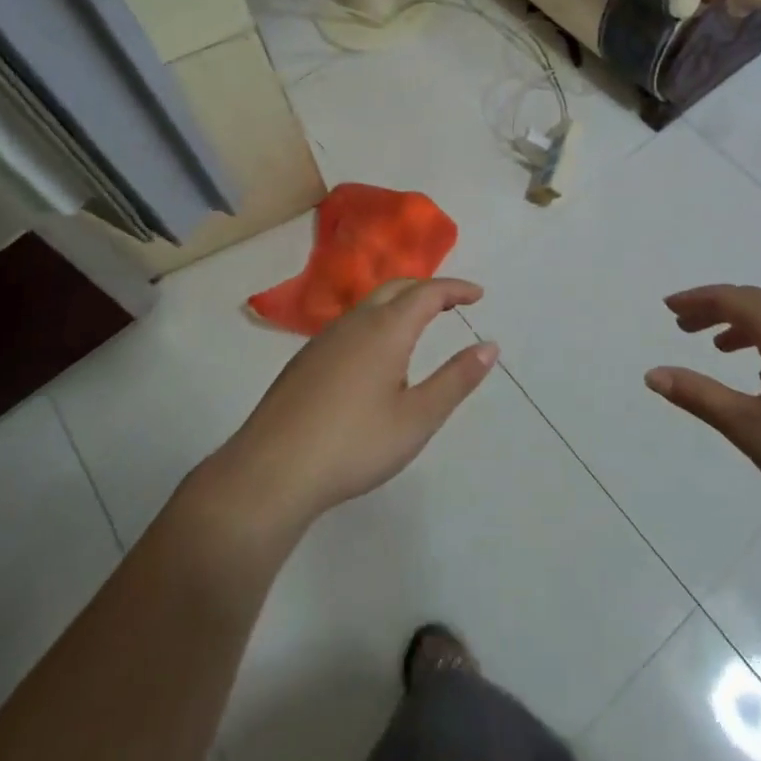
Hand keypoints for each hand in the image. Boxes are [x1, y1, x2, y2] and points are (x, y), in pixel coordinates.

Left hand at [202, 279, 497, 531]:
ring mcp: (324, 340)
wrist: (270, 472)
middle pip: (397, 288)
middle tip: (452, 303)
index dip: (456, 289)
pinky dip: (377, 320)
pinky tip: (376, 354)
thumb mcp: (417, 418)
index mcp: (386, 329)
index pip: (428, 293)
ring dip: (400, 303)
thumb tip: (490, 346)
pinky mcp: (305, 360)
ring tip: (419, 323)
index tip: (479, 295)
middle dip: (428, 289)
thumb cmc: (354, 444)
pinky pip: (351, 324)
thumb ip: (456, 379)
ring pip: (369, 304)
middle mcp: (355, 323)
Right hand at [645, 284, 760, 530]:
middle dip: (716, 309)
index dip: (696, 300)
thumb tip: (652, 374)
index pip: (731, 298)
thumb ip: (699, 396)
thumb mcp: (750, 428)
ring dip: (744, 324)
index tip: (669, 308)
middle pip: (755, 301)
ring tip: (719, 347)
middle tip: (684, 325)